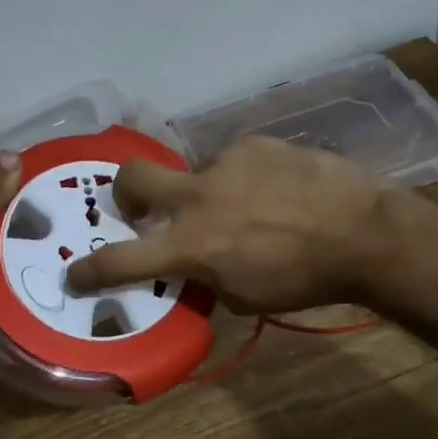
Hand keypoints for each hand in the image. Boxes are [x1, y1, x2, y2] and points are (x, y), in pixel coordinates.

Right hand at [63, 136, 387, 312]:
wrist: (363, 232)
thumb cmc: (305, 278)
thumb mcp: (246, 296)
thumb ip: (207, 278)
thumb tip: (195, 265)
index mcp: (192, 244)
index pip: (123, 260)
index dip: (91, 270)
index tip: (74, 273)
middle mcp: (198, 196)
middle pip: (133, 177)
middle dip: (125, 192)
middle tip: (140, 207)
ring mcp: (226, 162)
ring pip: (196, 171)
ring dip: (207, 191)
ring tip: (249, 206)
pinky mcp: (256, 143)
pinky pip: (235, 160)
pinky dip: (244, 177)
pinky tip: (276, 189)